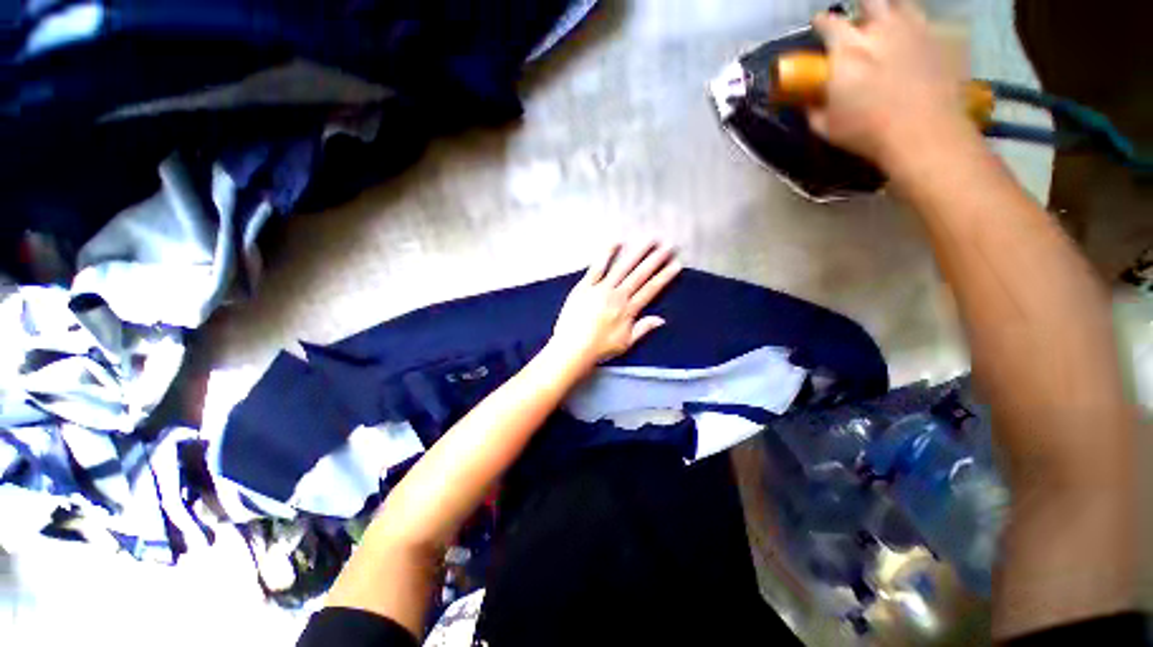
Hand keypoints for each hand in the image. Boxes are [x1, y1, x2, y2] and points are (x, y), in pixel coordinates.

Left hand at [547, 241, 682, 374]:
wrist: (572, 347)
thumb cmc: (599, 348)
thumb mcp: (626, 343)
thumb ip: (643, 329)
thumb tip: (662, 319)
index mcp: (628, 309)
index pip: (650, 289)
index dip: (664, 276)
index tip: (676, 264)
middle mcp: (618, 295)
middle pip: (640, 274)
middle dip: (655, 259)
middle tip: (668, 245)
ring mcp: (601, 288)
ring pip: (623, 267)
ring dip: (637, 252)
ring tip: (649, 240)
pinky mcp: (585, 286)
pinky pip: (597, 267)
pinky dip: (607, 254)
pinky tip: (616, 242)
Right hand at [807, 0, 974, 170]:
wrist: (923, 133)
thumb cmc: (868, 132)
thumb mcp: (827, 128)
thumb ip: (814, 109)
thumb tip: (808, 101)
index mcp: (846, 50)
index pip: (828, 23)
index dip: (821, 22)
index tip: (818, 25)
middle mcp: (879, 29)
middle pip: (868, 1)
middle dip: (860, 8)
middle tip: (858, 22)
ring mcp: (913, 29)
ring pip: (900, 3)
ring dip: (889, 10)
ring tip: (887, 23)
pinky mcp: (939, 38)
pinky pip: (926, 20)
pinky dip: (916, 25)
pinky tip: (914, 38)